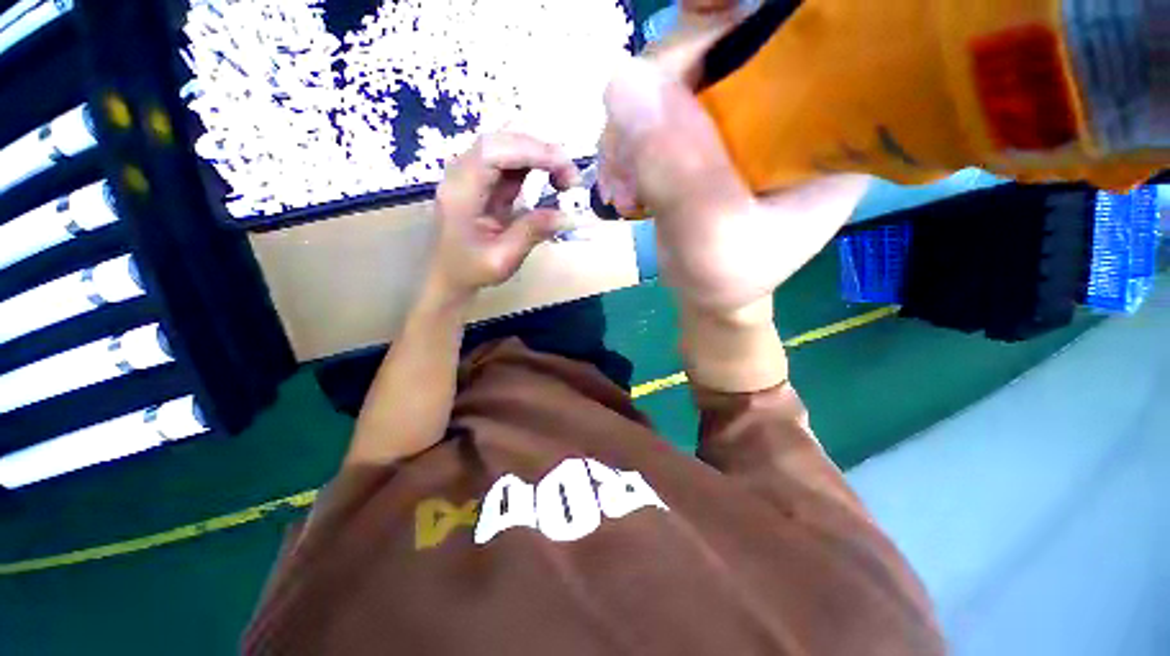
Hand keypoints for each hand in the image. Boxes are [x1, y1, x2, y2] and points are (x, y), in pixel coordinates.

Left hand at [427, 132, 581, 303]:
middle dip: (540, 152)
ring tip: (565, 180)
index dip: (531, 151)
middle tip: (571, 178)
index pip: (493, 152)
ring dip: (539, 157)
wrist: (447, 275)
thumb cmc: (470, 270)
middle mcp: (461, 174)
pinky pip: (509, 162)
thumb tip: (568, 216)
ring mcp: (470, 174)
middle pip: (501, 142)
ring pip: (507, 147)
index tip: (564, 168)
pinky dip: (534, 165)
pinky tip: (551, 179)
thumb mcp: (503, 258)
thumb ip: (532, 232)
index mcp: (461, 192)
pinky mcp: (482, 180)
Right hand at [599, 2, 868, 315]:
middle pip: (721, 37)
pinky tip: (622, 183)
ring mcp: (741, 110)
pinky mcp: (703, 126)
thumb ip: (680, 175)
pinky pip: (652, 105)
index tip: (695, 17)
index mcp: (831, 120)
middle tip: (625, 162)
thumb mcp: (712, 242)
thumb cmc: (727, 279)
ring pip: (673, 71)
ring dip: (630, 127)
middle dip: (658, 92)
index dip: (739, 8)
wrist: (710, 293)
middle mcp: (791, 99)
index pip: (804, 24)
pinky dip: (625, 140)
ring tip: (621, 188)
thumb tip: (623, 83)